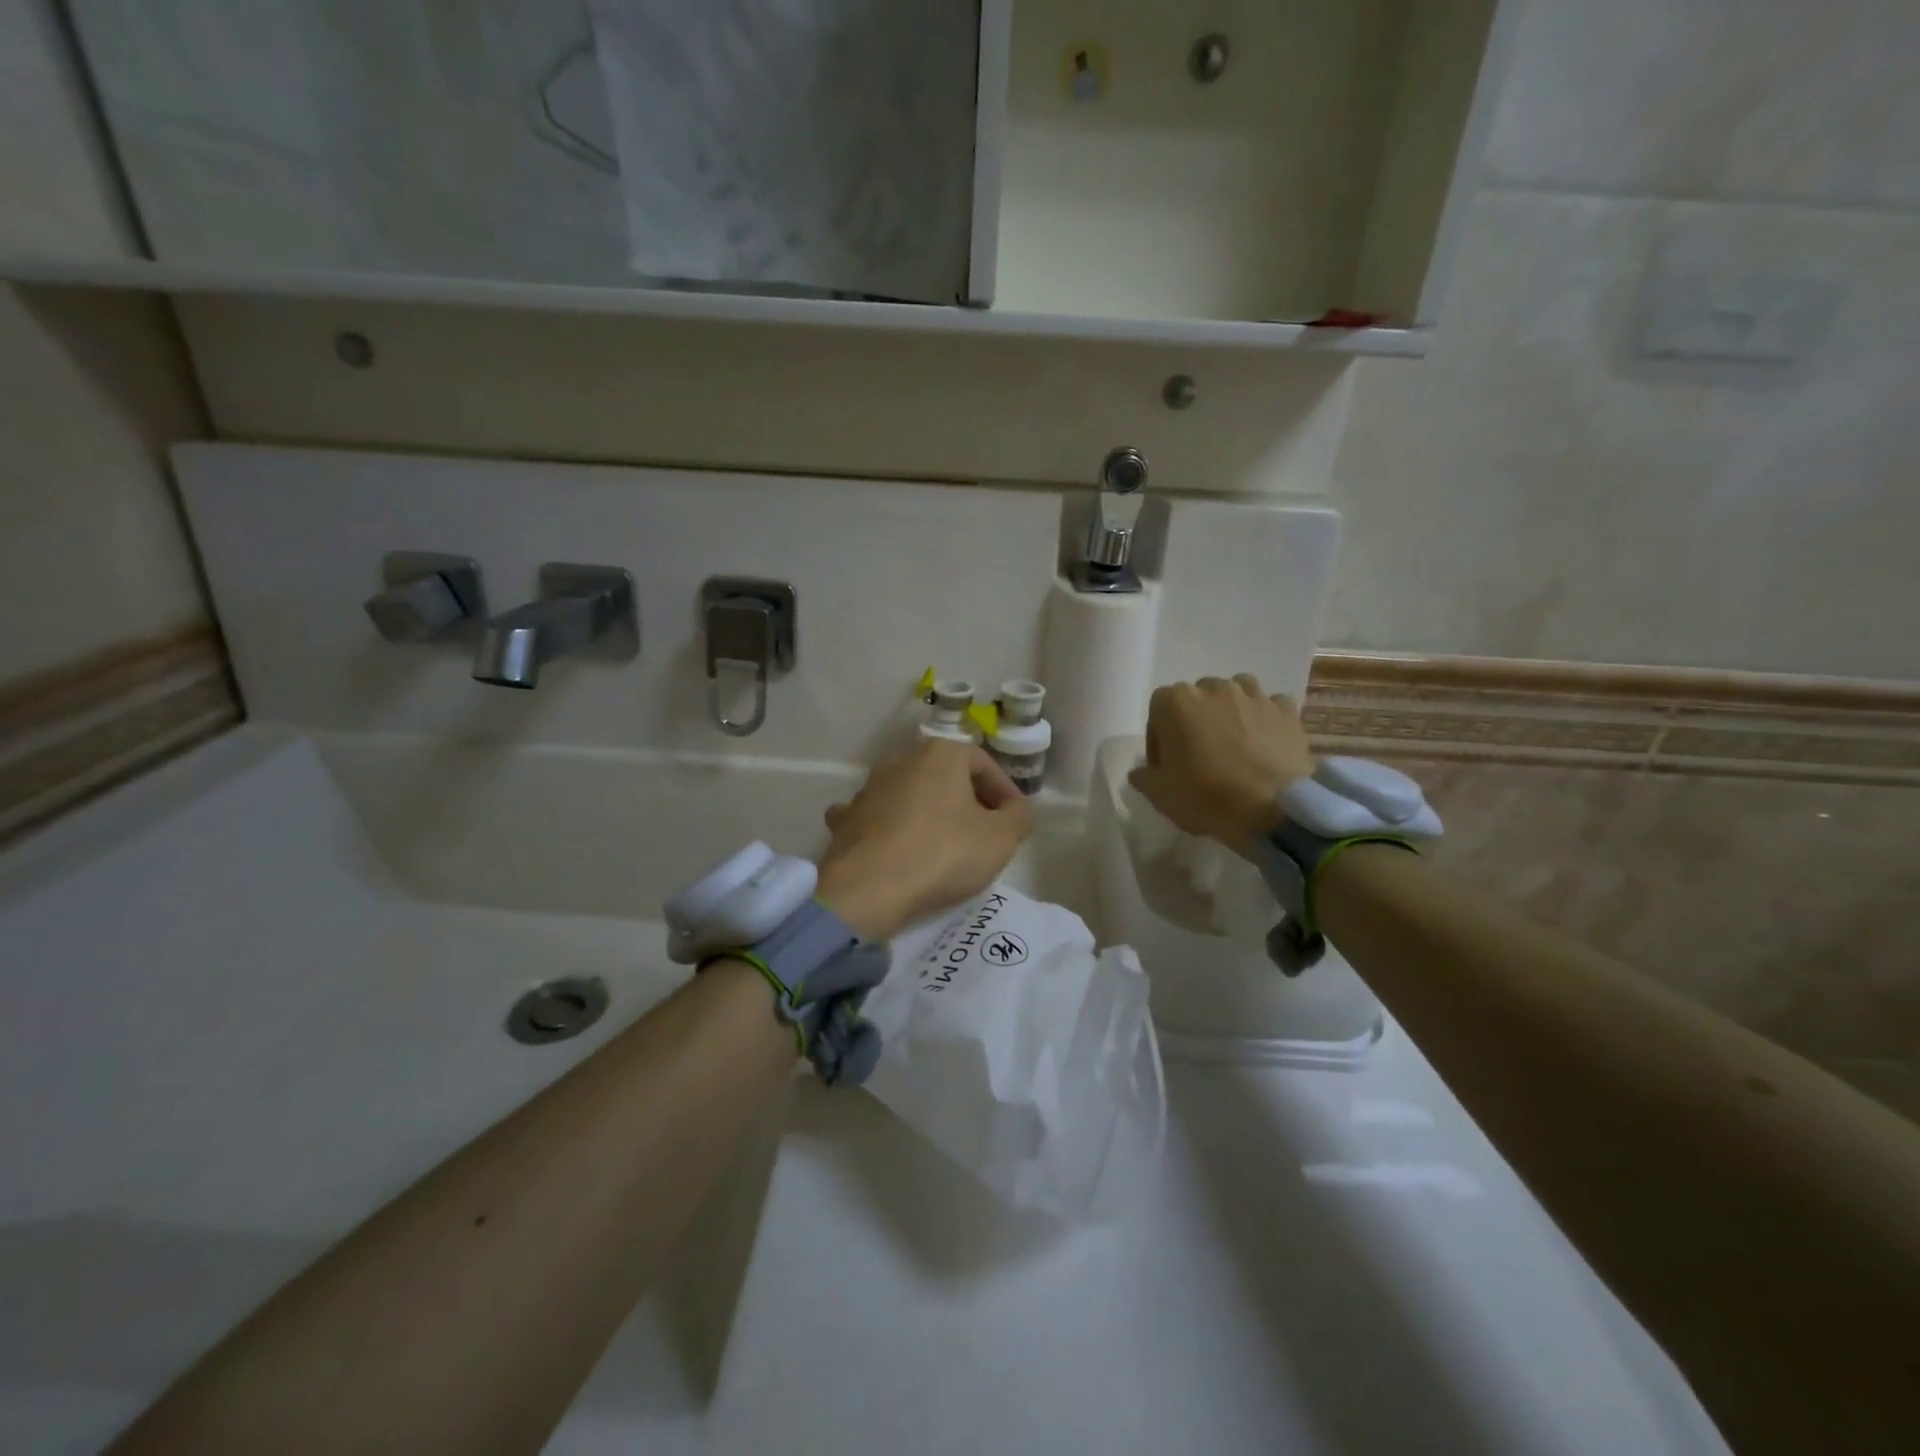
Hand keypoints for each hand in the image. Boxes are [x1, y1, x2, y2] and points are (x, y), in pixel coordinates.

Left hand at [816, 737, 1032, 940]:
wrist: (867, 890)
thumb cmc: (942, 854)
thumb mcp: (1001, 838)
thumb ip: (1018, 816)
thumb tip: (1015, 809)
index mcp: (941, 754)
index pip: (985, 765)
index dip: (1005, 793)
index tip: (1015, 821)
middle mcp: (901, 760)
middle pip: (946, 777)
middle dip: (968, 801)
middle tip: (985, 834)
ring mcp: (868, 788)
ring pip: (910, 794)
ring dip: (928, 813)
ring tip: (944, 845)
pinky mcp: (846, 819)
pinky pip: (876, 818)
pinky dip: (889, 828)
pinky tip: (895, 847)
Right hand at [1128, 675, 1314, 853]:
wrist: (1271, 808)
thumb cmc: (1205, 796)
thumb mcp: (1159, 794)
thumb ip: (1143, 776)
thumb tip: (1141, 771)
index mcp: (1176, 701)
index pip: (1158, 709)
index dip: (1159, 737)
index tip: (1166, 764)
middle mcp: (1214, 688)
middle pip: (1197, 698)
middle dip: (1196, 721)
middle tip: (1200, 755)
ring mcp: (1254, 696)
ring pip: (1236, 694)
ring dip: (1231, 712)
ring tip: (1234, 744)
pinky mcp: (1286, 711)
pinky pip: (1270, 707)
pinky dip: (1265, 720)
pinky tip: (1265, 744)